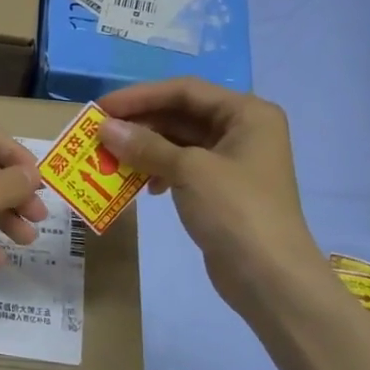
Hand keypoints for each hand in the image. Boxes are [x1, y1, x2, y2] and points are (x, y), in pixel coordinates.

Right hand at [97, 79, 320, 309]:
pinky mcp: (221, 189)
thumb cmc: (236, 211)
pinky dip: (158, 171)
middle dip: (139, 124)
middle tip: (99, 135)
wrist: (271, 279)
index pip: (185, 90)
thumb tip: (104, 128)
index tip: (102, 108)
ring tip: (110, 159)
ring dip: (144, 148)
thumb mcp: (189, 170)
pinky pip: (181, 167)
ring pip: (178, 142)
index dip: (140, 96)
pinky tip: (141, 187)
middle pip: (181, 114)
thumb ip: (145, 145)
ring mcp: (233, 161)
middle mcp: (242, 130)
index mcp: (247, 113)